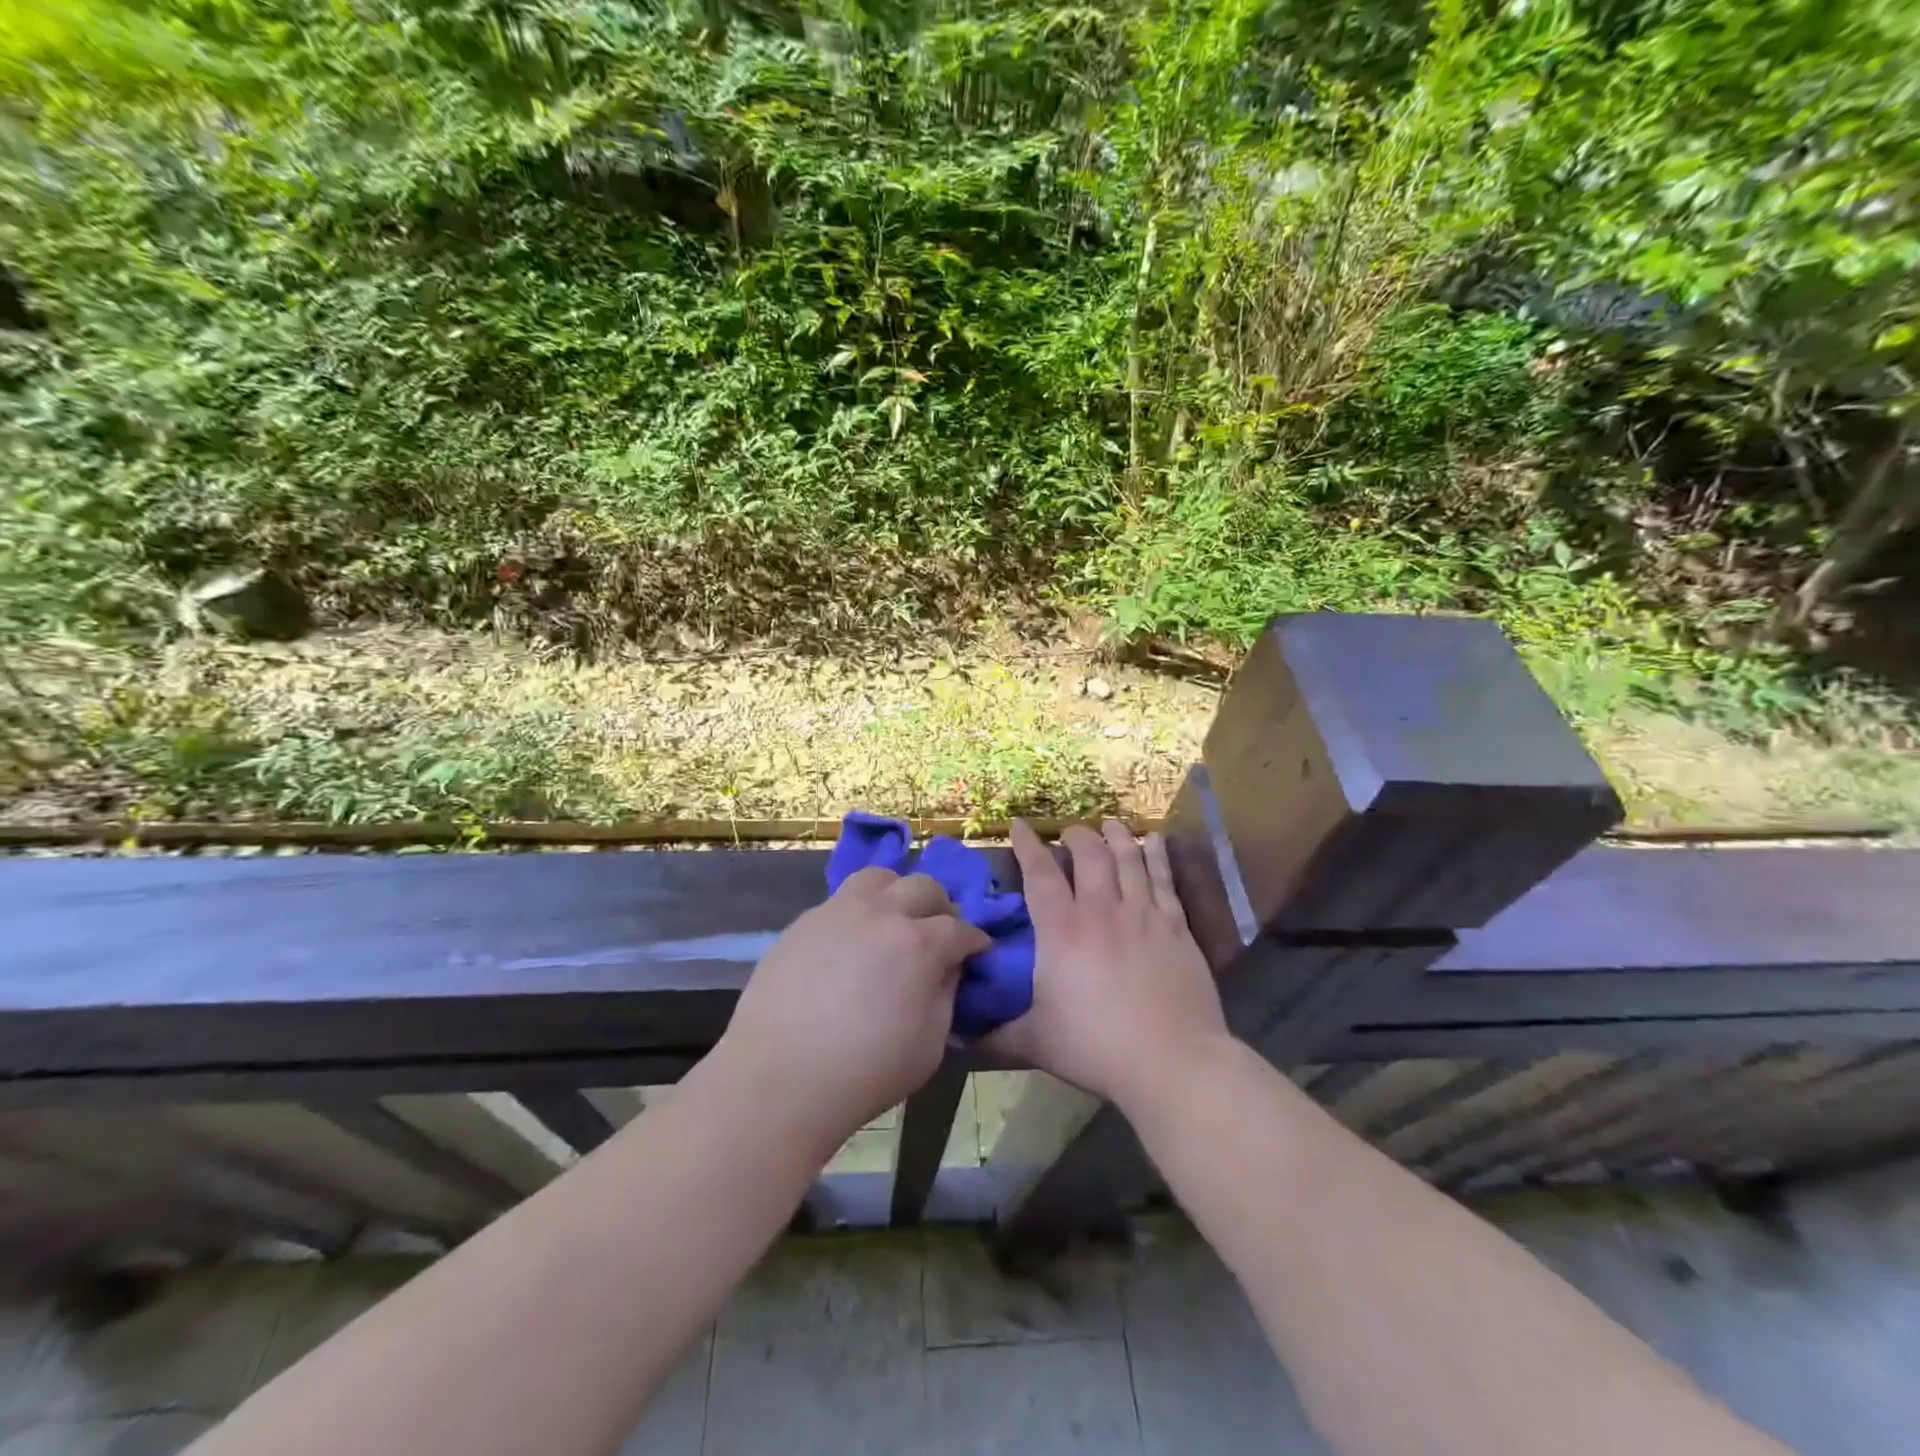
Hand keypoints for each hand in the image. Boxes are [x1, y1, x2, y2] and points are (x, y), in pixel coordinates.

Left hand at [711, 868, 990, 1148]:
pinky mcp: (804, 922)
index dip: (974, 940)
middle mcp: (881, 913)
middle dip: (941, 908)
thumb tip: (947, 968)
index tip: (977, 952)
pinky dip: (858, 912)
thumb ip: (946, 996)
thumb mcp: (930, 1046)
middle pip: (924, 887)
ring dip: (897, 893)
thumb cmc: (865, 1073)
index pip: (961, 928)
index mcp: (919, 944)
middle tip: (938, 934)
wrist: (779, 1080)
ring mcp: (838, 911)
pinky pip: (840, 901)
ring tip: (893, 921)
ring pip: (879, 877)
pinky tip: (851, 943)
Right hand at [988, 819, 1228, 1111]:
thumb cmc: (1096, 1049)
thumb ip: (996, 1035)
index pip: (1040, 873)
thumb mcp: (1035, 1043)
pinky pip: (1165, 879)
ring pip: (1128, 858)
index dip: (1028, 845)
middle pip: (1089, 854)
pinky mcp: (1176, 927)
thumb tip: (955, 1037)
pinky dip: (1157, 856)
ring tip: (1108, 825)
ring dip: (1115, 836)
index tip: (1020, 825)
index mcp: (1062, 931)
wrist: (1172, 1062)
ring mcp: (1143, 915)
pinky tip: (1154, 841)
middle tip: (1069, 834)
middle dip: (1076, 836)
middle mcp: (1102, 911)